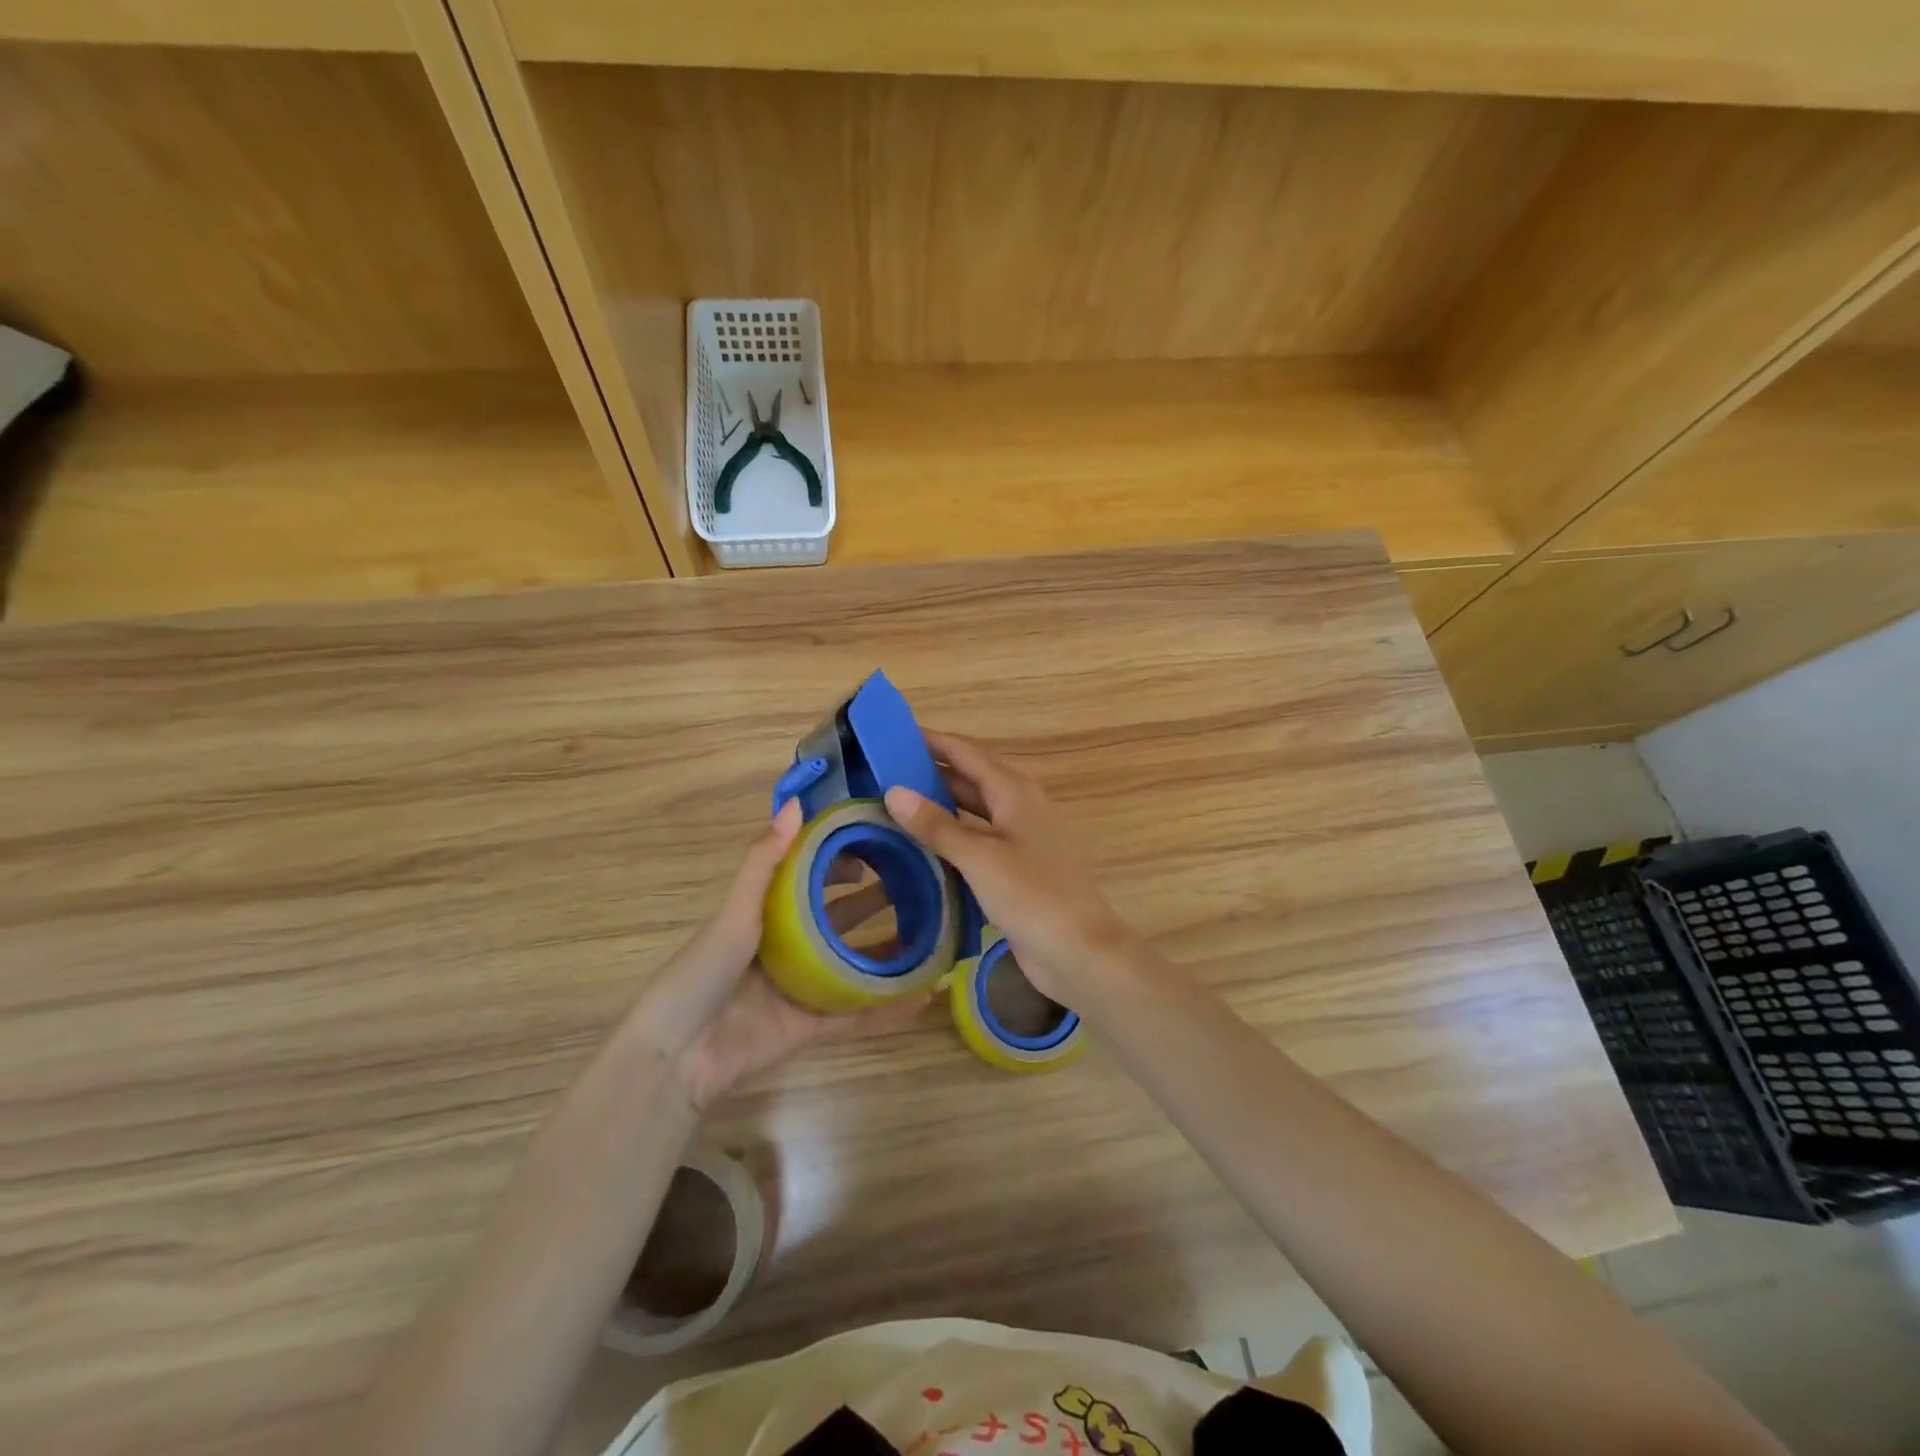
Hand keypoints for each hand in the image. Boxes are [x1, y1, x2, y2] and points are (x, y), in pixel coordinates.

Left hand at [630, 798, 924, 1111]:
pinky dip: (889, 1006)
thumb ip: (765, 861)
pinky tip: (925, 994)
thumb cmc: (702, 973)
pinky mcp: (811, 1025)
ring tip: (934, 932)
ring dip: (890, 950)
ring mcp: (803, 986)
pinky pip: (857, 1013)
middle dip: (875, 901)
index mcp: (767, 914)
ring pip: (855, 963)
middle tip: (918, 884)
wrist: (677, 1055)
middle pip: (840, 918)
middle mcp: (789, 946)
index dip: (842, 860)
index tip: (879, 845)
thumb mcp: (735, 912)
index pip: (812, 877)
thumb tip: (796, 804)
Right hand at [883, 730, 1138, 1000]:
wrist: (1079, 951)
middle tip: (883, 772)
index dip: (932, 741)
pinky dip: (953, 836)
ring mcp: (1021, 838)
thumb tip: (893, 791)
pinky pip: (979, 840)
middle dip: (931, 772)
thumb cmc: (1032, 895)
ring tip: (895, 804)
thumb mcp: (979, 857)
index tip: (893, 735)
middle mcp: (1020, 806)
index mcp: (1015, 791)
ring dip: (940, 805)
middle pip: (970, 778)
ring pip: (974, 810)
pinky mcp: (1018, 867)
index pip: (966, 753)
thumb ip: (936, 824)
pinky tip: (926, 846)